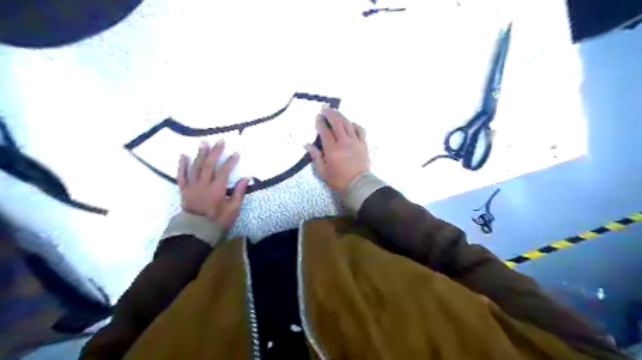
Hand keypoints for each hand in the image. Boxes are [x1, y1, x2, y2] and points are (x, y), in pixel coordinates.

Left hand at [175, 139, 248, 230]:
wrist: (196, 231)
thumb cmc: (217, 221)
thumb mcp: (233, 209)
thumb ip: (238, 193)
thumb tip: (246, 178)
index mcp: (217, 189)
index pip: (224, 171)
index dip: (230, 161)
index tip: (236, 153)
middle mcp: (203, 184)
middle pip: (209, 164)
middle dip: (215, 152)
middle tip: (220, 141)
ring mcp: (192, 186)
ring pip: (195, 167)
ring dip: (200, 154)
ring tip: (204, 143)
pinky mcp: (184, 190)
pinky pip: (181, 175)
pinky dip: (182, 165)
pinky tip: (183, 155)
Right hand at [305, 108, 368, 192]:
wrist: (358, 185)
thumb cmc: (338, 180)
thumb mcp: (322, 171)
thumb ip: (315, 156)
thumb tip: (307, 144)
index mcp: (332, 149)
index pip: (325, 131)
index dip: (320, 122)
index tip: (317, 116)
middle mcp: (344, 142)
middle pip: (337, 123)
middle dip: (330, 114)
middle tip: (325, 109)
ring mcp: (355, 142)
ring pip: (348, 124)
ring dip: (341, 116)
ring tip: (336, 112)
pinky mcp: (364, 144)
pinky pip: (360, 130)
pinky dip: (355, 125)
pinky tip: (351, 124)